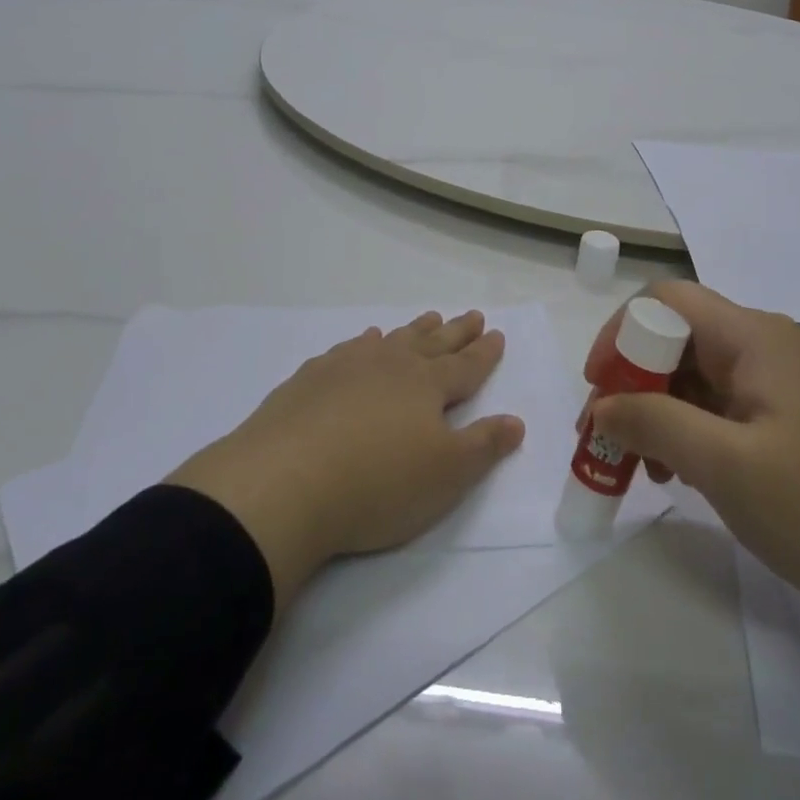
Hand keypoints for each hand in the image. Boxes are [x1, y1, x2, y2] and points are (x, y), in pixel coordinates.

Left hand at [167, 310, 525, 609]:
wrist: (284, 483)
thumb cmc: (377, 484)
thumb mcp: (446, 476)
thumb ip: (483, 446)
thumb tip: (516, 421)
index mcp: (427, 386)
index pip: (465, 366)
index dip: (484, 353)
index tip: (497, 333)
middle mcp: (391, 365)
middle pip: (432, 344)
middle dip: (456, 332)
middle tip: (472, 315)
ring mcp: (347, 367)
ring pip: (391, 341)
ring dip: (413, 331)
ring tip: (427, 320)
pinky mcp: (310, 380)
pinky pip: (348, 350)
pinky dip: (364, 343)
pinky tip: (363, 343)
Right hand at [587, 284, 799, 651]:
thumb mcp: (724, 465)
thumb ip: (654, 423)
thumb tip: (601, 405)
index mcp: (751, 337)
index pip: (665, 300)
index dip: (621, 332)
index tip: (598, 384)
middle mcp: (758, 345)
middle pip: (673, 336)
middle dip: (630, 379)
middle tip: (602, 431)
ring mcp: (769, 381)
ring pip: (688, 373)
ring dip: (652, 409)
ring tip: (635, 462)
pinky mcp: (774, 415)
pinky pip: (711, 404)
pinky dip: (681, 428)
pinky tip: (672, 472)